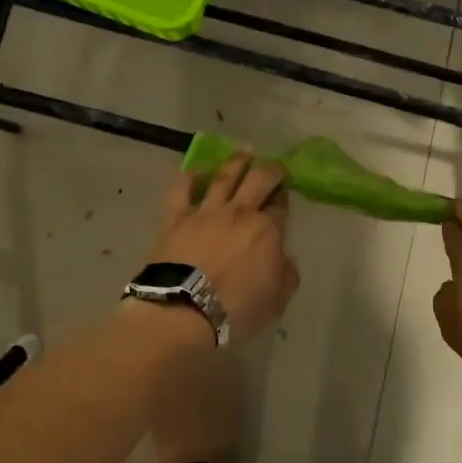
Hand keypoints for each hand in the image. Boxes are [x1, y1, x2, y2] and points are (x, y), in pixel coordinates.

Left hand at [148, 153, 300, 341]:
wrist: (183, 310)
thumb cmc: (236, 309)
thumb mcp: (277, 300)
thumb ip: (285, 273)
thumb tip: (281, 259)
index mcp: (268, 230)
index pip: (280, 207)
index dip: (284, 199)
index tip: (284, 196)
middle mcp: (239, 213)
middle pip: (259, 180)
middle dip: (271, 170)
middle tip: (275, 166)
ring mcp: (206, 212)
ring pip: (224, 177)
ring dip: (237, 162)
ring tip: (245, 152)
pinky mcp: (176, 218)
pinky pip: (181, 191)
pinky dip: (189, 177)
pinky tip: (197, 171)